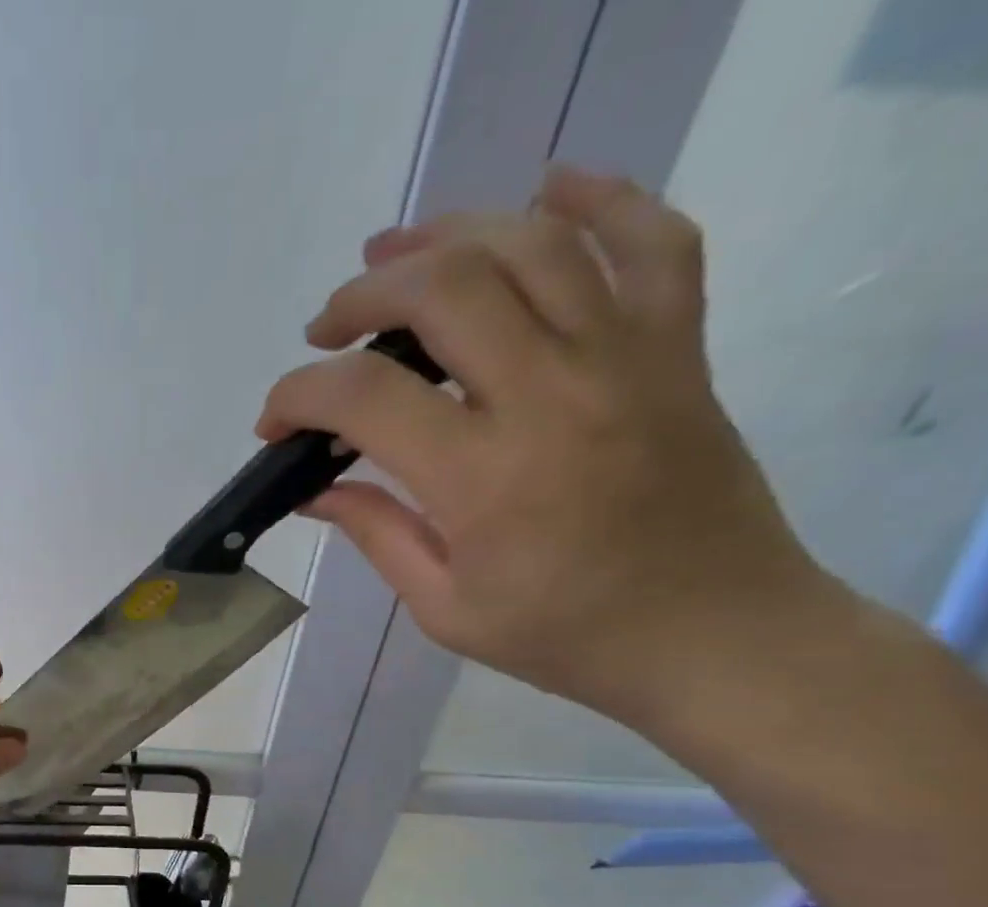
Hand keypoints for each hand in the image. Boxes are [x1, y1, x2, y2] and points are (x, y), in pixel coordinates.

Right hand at [260, 166, 830, 725]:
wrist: (712, 634)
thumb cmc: (563, 636)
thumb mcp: (445, 608)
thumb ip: (376, 534)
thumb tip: (313, 489)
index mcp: (483, 479)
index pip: (365, 397)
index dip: (298, 396)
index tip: (275, 423)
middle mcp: (553, 396)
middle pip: (444, 288)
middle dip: (363, 296)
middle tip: (327, 330)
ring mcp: (626, 358)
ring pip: (532, 245)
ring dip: (446, 237)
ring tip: (394, 257)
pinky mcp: (677, 347)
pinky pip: (651, 240)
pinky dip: (600, 198)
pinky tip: (545, 189)